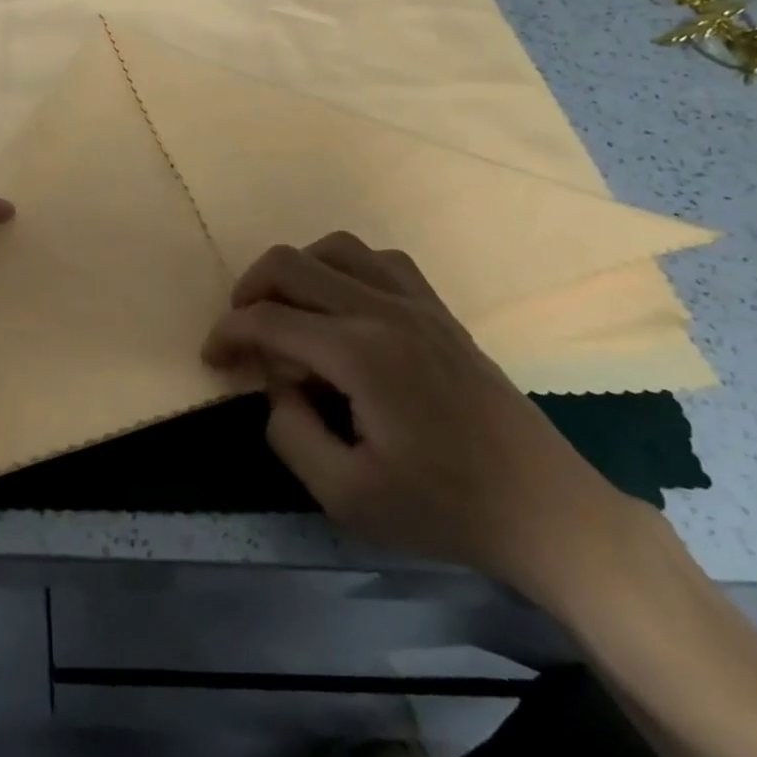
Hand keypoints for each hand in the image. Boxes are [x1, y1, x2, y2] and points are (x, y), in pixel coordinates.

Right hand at [203, 233, 632, 594]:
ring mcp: (416, 302)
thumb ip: (290, 434)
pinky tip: (343, 307)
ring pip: (335, 248)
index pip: (269, 320)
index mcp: (359, 354)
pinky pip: (379, 259)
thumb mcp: (347, 498)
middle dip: (249, 291)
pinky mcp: (439, 308)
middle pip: (291, 264)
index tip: (213, 360)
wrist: (543, 508)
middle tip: (240, 333)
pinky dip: (344, 269)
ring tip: (287, 312)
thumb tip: (273, 386)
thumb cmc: (444, 508)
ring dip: (296, 272)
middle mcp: (383, 309)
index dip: (228, 334)